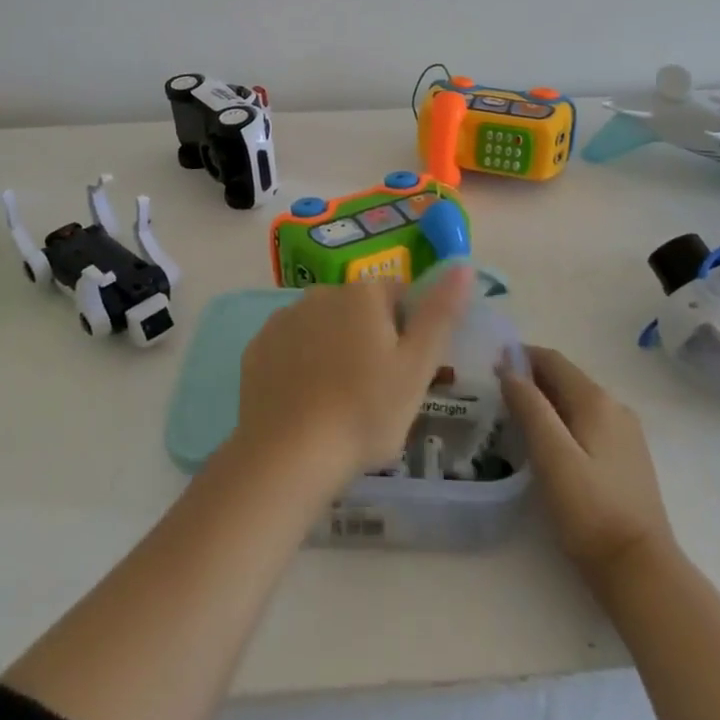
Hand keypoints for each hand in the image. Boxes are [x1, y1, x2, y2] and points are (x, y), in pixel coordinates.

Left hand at [234, 269, 474, 488]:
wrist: (288, 454)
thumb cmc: (365, 411)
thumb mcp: (418, 367)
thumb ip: (441, 313)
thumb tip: (463, 265)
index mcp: (363, 294)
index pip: (398, 294)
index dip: (409, 330)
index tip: (408, 370)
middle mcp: (321, 293)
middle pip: (359, 310)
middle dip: (370, 339)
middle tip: (377, 391)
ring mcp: (283, 319)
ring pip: (323, 327)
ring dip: (334, 350)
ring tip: (340, 402)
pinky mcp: (257, 348)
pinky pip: (291, 348)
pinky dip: (302, 365)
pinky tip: (307, 403)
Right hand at [501, 346, 675, 589]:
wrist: (642, 571)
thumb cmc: (590, 510)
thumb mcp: (552, 455)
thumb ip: (530, 407)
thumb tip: (508, 368)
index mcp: (596, 400)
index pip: (553, 360)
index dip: (520, 356)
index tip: (489, 364)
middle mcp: (615, 407)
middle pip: (566, 378)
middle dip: (531, 378)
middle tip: (495, 393)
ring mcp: (625, 434)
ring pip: (576, 401)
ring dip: (545, 400)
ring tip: (514, 417)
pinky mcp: (627, 459)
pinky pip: (587, 423)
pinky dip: (562, 420)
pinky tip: (546, 443)